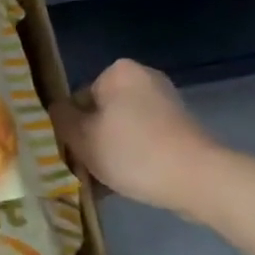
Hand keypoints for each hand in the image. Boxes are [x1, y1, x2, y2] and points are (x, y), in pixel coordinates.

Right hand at [50, 59, 220, 218]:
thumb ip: (61, 119)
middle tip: (88, 170)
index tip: (74, 154)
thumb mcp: (82, 138)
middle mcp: (144, 78)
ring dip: (111, 152)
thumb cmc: (132, 153)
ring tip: (106, 183)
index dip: (71, 129)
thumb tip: (57, 109)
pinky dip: (134, 156)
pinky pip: (144, 139)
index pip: (78, 99)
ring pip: (122, 129)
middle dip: (93, 140)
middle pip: (101, 113)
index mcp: (118, 72)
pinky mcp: (181, 127)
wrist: (197, 179)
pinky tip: (128, 182)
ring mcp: (166, 102)